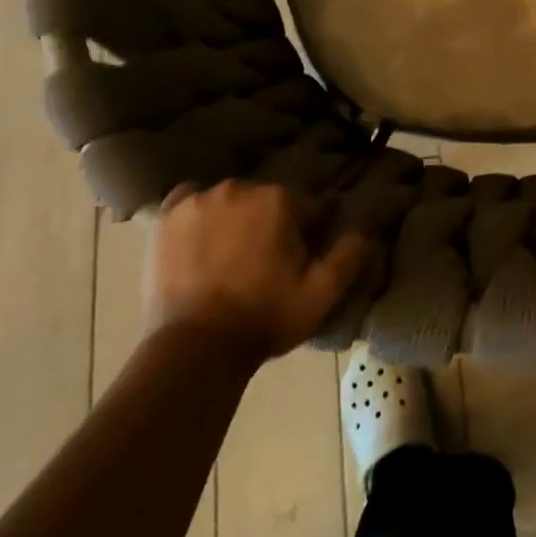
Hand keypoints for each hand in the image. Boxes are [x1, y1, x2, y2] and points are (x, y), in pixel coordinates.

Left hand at [145, 180, 371, 361]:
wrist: (193, 349)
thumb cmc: (263, 318)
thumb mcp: (320, 295)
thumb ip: (349, 257)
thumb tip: (368, 229)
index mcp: (280, 200)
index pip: (306, 207)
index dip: (307, 234)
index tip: (298, 263)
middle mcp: (241, 188)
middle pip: (267, 200)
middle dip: (270, 225)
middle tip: (263, 266)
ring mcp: (200, 200)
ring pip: (230, 201)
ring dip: (235, 220)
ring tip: (228, 259)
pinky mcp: (168, 217)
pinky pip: (189, 200)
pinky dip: (197, 212)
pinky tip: (198, 237)